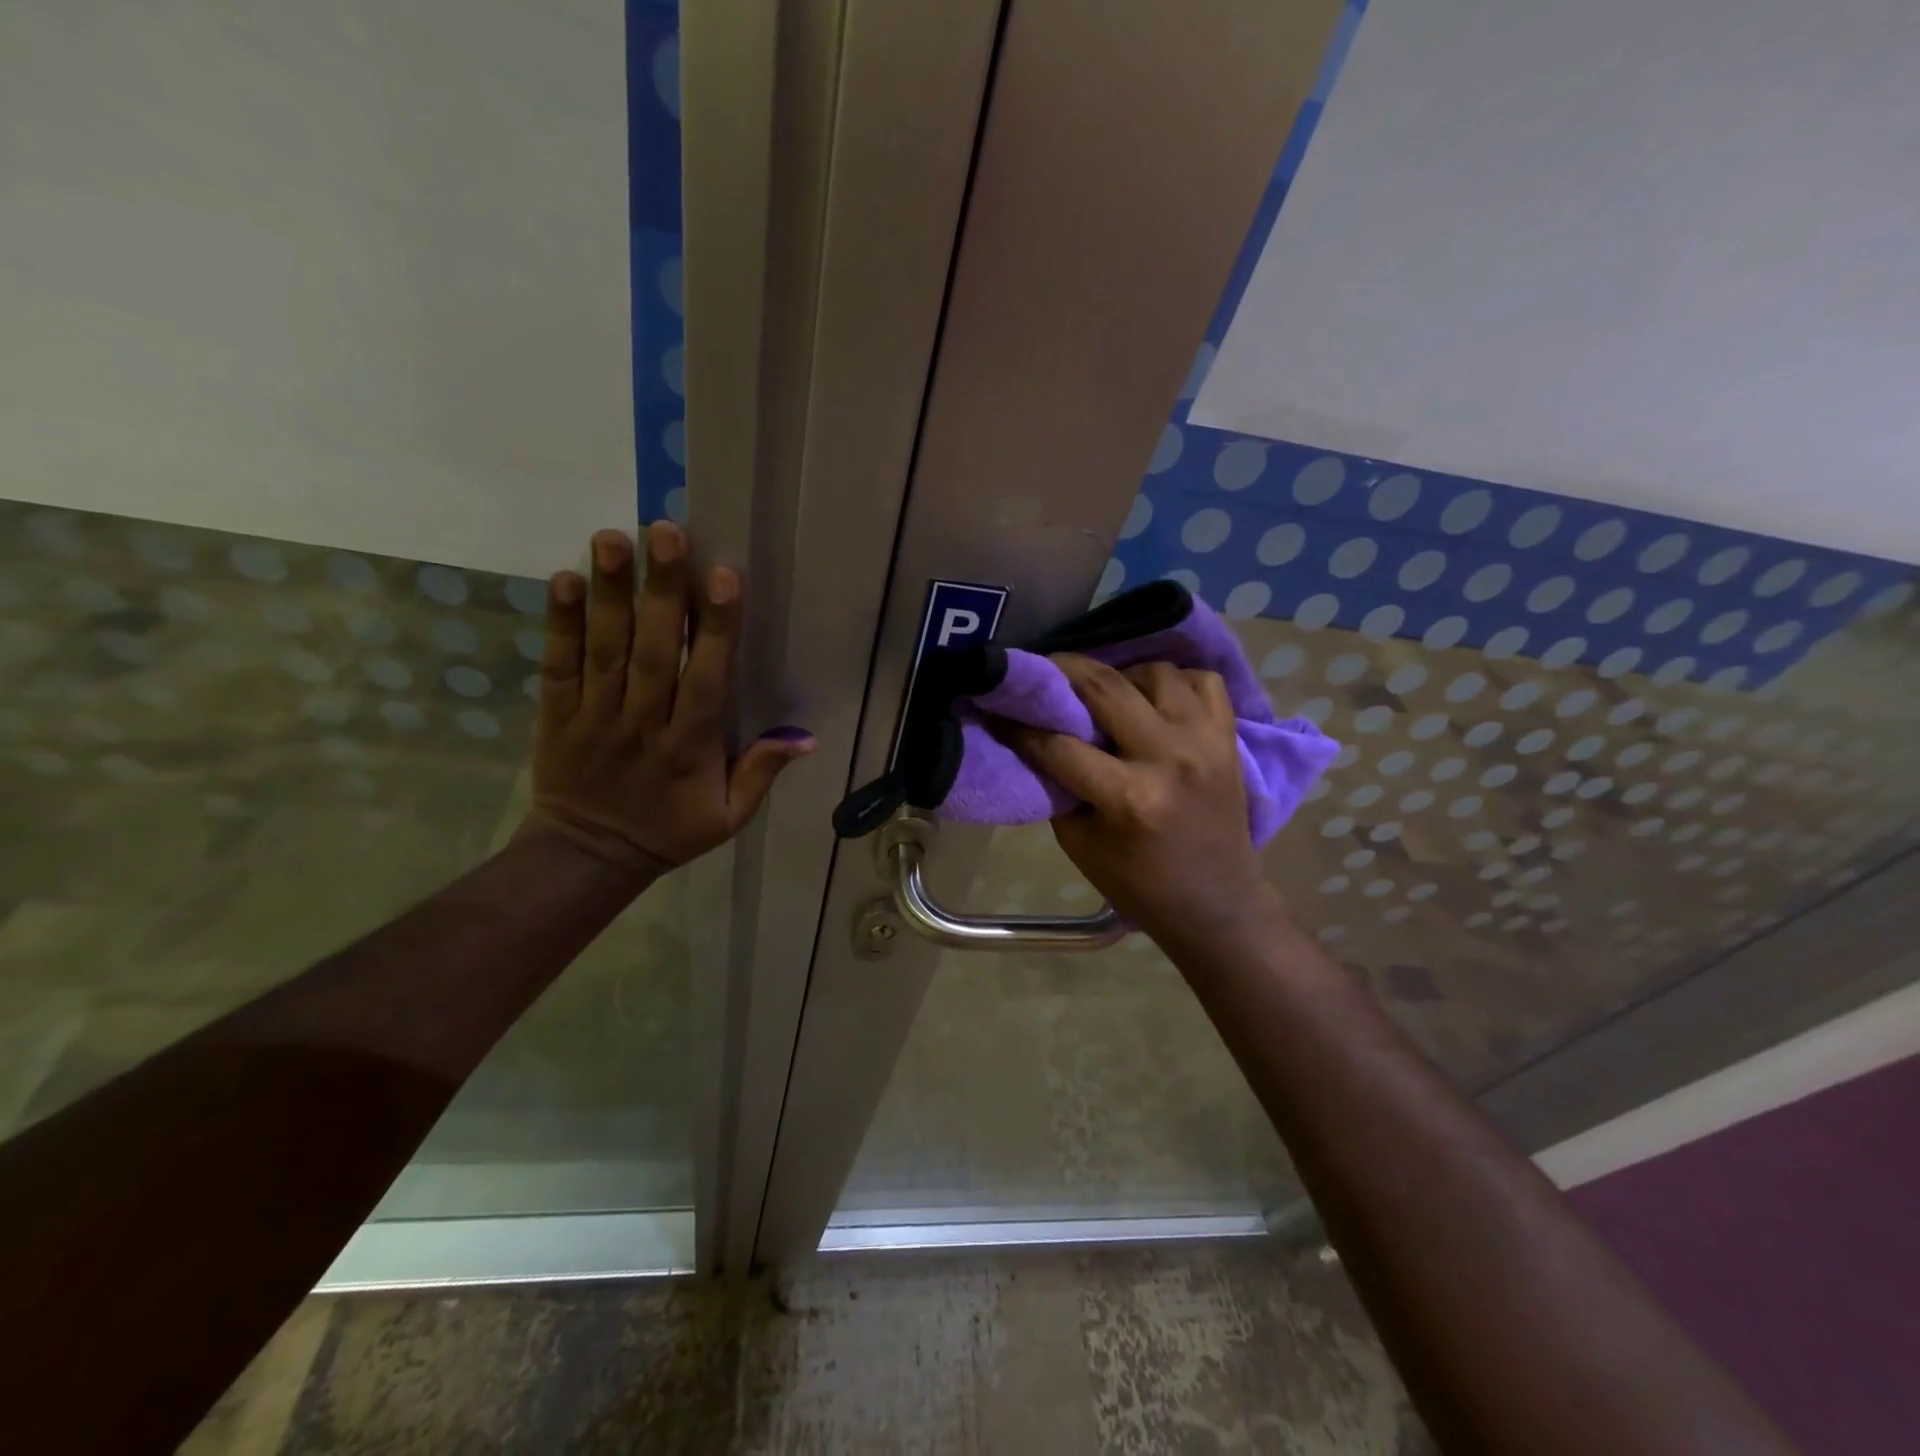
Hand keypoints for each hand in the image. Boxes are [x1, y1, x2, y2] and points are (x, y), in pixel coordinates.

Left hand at [525, 524, 813, 876]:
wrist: (589, 855)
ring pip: (604, 648)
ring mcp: (595, 715)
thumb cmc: (669, 830)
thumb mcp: (729, 816)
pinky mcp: (557, 714)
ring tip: (612, 538)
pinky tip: (564, 579)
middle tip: (666, 533)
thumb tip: (805, 738)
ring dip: (609, 592)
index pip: (705, 680)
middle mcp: (642, 722)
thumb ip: (762, 773)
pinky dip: (559, 623)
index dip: (716, 629)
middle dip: (662, 591)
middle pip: (653, 650)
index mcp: (689, 747)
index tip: (723, 578)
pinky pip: (558, 664)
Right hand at [1005, 655, 1286, 944]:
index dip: (1020, 725)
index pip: (1059, 744)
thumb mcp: (1080, 844)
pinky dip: (1176, 681)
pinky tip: (1155, 699)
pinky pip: (1203, 680)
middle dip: (1063, 670)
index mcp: (1128, 797)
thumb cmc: (1140, 884)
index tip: (999, 707)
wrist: (1216, 904)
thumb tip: (1035, 740)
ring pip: (1156, 671)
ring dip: (1123, 675)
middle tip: (1043, 670)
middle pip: (1105, 687)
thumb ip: (1058, 788)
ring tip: (1108, 692)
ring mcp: (1205, 742)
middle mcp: (1169, 758)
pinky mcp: (1228, 738)